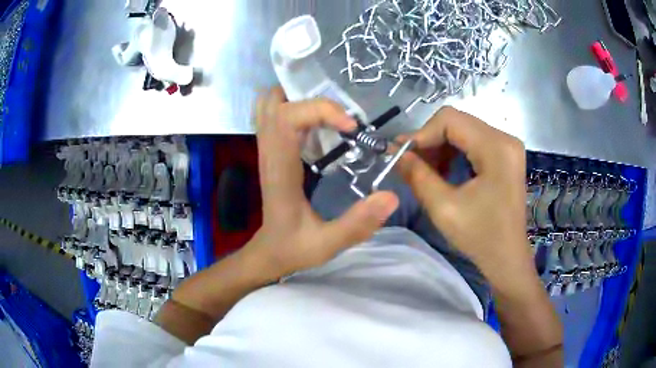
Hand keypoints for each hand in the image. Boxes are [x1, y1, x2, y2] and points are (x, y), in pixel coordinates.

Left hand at [247, 87, 398, 280]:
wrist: (269, 253)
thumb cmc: (293, 248)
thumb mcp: (327, 244)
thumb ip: (358, 224)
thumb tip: (391, 196)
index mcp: (281, 170)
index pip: (287, 118)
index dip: (320, 110)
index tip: (351, 127)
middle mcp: (269, 152)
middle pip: (274, 102)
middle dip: (308, 95)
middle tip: (339, 112)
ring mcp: (267, 149)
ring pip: (270, 105)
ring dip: (300, 99)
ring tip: (330, 114)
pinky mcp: (273, 152)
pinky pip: (276, 116)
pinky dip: (296, 109)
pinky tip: (320, 126)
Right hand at [396, 107, 532, 282]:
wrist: (507, 258)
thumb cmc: (480, 237)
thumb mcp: (444, 208)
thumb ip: (417, 175)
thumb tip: (396, 152)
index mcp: (496, 147)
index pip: (450, 119)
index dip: (422, 134)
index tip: (402, 155)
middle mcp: (505, 138)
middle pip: (457, 122)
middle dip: (430, 141)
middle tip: (410, 163)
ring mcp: (507, 146)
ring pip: (463, 131)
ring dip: (441, 147)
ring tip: (426, 170)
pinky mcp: (505, 155)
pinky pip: (473, 142)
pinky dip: (454, 153)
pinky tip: (444, 172)